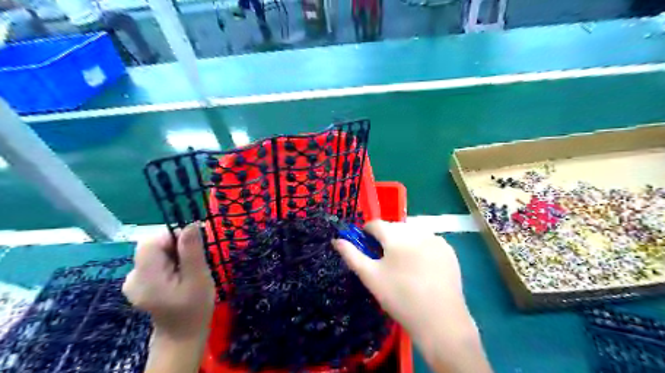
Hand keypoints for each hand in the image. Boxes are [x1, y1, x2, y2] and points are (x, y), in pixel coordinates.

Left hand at [120, 223, 212, 341]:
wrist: (182, 334)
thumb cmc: (194, 307)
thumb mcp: (198, 277)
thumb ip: (192, 251)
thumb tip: (191, 224)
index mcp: (145, 277)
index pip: (151, 241)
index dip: (173, 236)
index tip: (193, 245)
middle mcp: (133, 276)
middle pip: (152, 246)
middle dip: (175, 246)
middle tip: (194, 260)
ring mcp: (134, 280)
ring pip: (154, 252)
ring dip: (174, 253)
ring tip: (188, 270)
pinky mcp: (139, 282)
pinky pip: (154, 260)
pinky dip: (169, 261)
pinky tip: (179, 274)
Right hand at [332, 220, 491, 371]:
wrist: (439, 321)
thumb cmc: (399, 297)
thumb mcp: (370, 277)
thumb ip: (351, 255)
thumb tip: (336, 240)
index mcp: (396, 236)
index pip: (375, 224)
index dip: (367, 233)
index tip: (366, 246)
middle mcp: (417, 231)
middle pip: (394, 227)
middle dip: (386, 238)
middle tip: (385, 259)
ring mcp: (435, 239)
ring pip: (412, 232)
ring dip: (404, 241)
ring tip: (403, 263)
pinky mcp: (448, 250)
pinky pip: (428, 241)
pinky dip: (421, 247)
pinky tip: (421, 266)